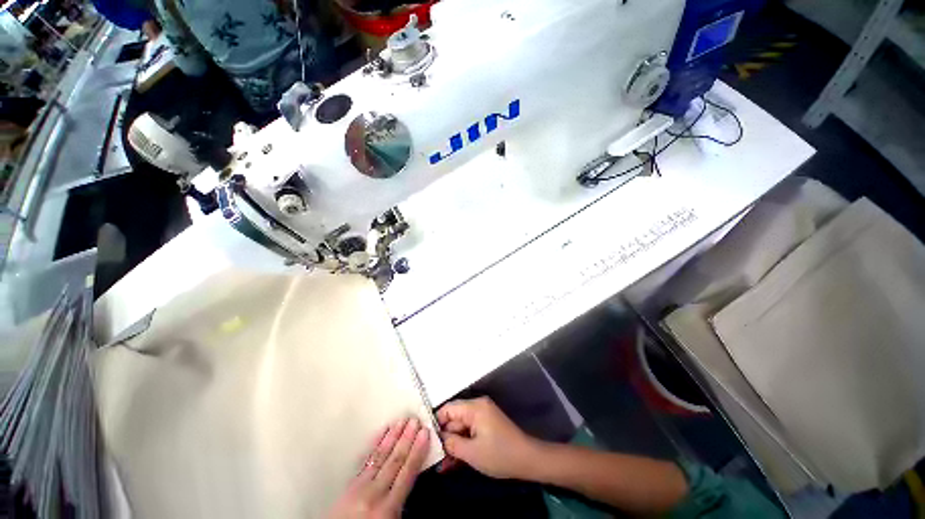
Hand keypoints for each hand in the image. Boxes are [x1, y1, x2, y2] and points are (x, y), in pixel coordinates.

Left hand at [327, 417, 429, 518]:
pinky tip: (382, 432)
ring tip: (402, 420)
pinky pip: (365, 460)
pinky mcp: (350, 484)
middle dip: (406, 439)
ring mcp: (360, 486)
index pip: (407, 473)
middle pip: (395, 460)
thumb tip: (414, 479)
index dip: (417, 451)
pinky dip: (375, 444)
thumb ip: (402, 505)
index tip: (425, 433)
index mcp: (388, 508)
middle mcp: (375, 493)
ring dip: (393, 437)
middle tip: (415, 420)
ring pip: (380, 456)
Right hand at [437, 396, 541, 478]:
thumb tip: (438, 438)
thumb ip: (452, 443)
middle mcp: (477, 407)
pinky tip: (454, 461)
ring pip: (461, 427)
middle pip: (454, 419)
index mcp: (474, 407)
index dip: (436, 423)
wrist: (527, 460)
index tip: (425, 439)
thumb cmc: (499, 454)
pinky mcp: (487, 425)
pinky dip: (463, 444)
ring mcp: (483, 415)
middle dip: (444, 438)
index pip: (448, 409)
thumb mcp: (472, 452)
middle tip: (433, 458)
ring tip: (442, 465)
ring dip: (453, 444)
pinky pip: (470, 431)